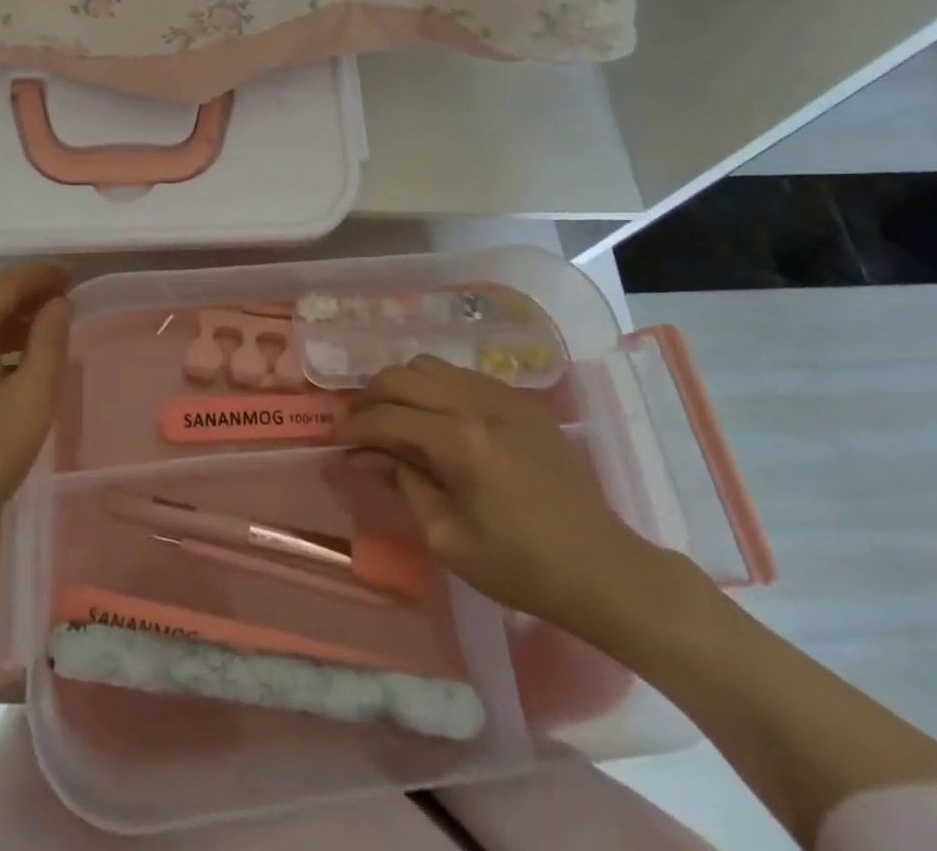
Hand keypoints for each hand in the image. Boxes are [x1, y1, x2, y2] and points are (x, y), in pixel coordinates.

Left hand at [0, 264, 72, 548]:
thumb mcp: (32, 399)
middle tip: (62, 306)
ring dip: (7, 326)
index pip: (6, 284)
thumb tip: (58, 304)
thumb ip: (50, 342)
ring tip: (42, 338)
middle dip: (25, 299)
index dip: (40, 276)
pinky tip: (6, 370)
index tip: (70, 276)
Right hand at [331, 356, 668, 635]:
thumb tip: (365, 455)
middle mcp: (478, 402)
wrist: (604, 569)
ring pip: (433, 366)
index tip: (332, 440)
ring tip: (392, 418)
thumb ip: (403, 484)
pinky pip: (464, 376)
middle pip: (403, 375)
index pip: (387, 416)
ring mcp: (505, 396)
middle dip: (370, 397)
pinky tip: (436, 420)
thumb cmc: (522, 567)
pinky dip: (437, 389)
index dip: (353, 427)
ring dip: (403, 387)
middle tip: (357, 426)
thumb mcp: (448, 538)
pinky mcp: (523, 401)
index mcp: (459, 440)